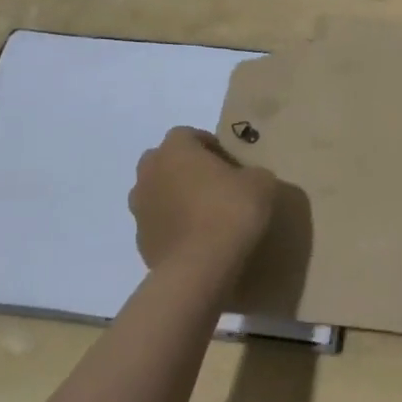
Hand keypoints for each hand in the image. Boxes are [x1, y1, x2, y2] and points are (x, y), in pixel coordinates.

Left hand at [129, 127, 278, 288]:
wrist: (200, 266)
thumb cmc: (230, 210)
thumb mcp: (261, 182)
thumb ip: (251, 173)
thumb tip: (248, 180)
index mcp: (175, 149)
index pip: (187, 134)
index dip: (207, 144)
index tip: (227, 160)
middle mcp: (149, 173)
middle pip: (163, 161)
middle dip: (184, 168)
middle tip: (212, 183)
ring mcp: (140, 209)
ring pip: (156, 193)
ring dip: (174, 198)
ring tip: (204, 214)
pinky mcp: (141, 241)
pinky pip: (158, 224)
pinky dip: (172, 227)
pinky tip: (197, 240)